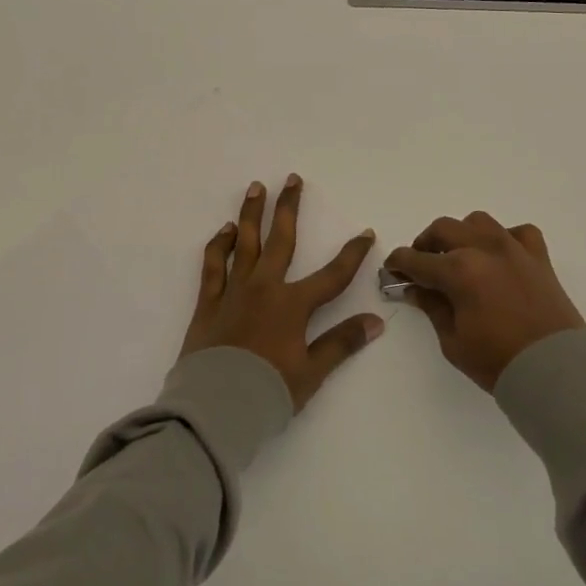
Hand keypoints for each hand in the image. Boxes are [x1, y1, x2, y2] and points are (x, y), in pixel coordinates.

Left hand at [179, 175, 382, 409]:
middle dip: (289, 207)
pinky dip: (219, 245)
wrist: (216, 407)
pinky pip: (214, 265)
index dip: (351, 254)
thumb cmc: (268, 392)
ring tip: (256, 187)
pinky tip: (225, 231)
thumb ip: (342, 343)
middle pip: (281, 240)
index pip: (332, 275)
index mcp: (293, 305)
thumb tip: (377, 321)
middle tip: (292, 179)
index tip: (366, 233)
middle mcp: (264, 288)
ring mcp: (234, 291)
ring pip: (245, 243)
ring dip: (251, 214)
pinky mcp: (209, 302)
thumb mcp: (312, 372)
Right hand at [386, 212, 585, 391]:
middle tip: (421, 263)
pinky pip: (518, 232)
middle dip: (425, 243)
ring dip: (461, 234)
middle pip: (443, 229)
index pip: (416, 259)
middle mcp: (484, 249)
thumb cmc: (498, 361)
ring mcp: (514, 249)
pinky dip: (504, 238)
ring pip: (478, 222)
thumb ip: (432, 307)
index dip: (398, 263)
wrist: (555, 372)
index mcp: (458, 270)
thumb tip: (414, 288)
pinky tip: (500, 256)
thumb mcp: (453, 340)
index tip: (391, 269)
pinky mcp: (539, 257)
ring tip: (459, 255)